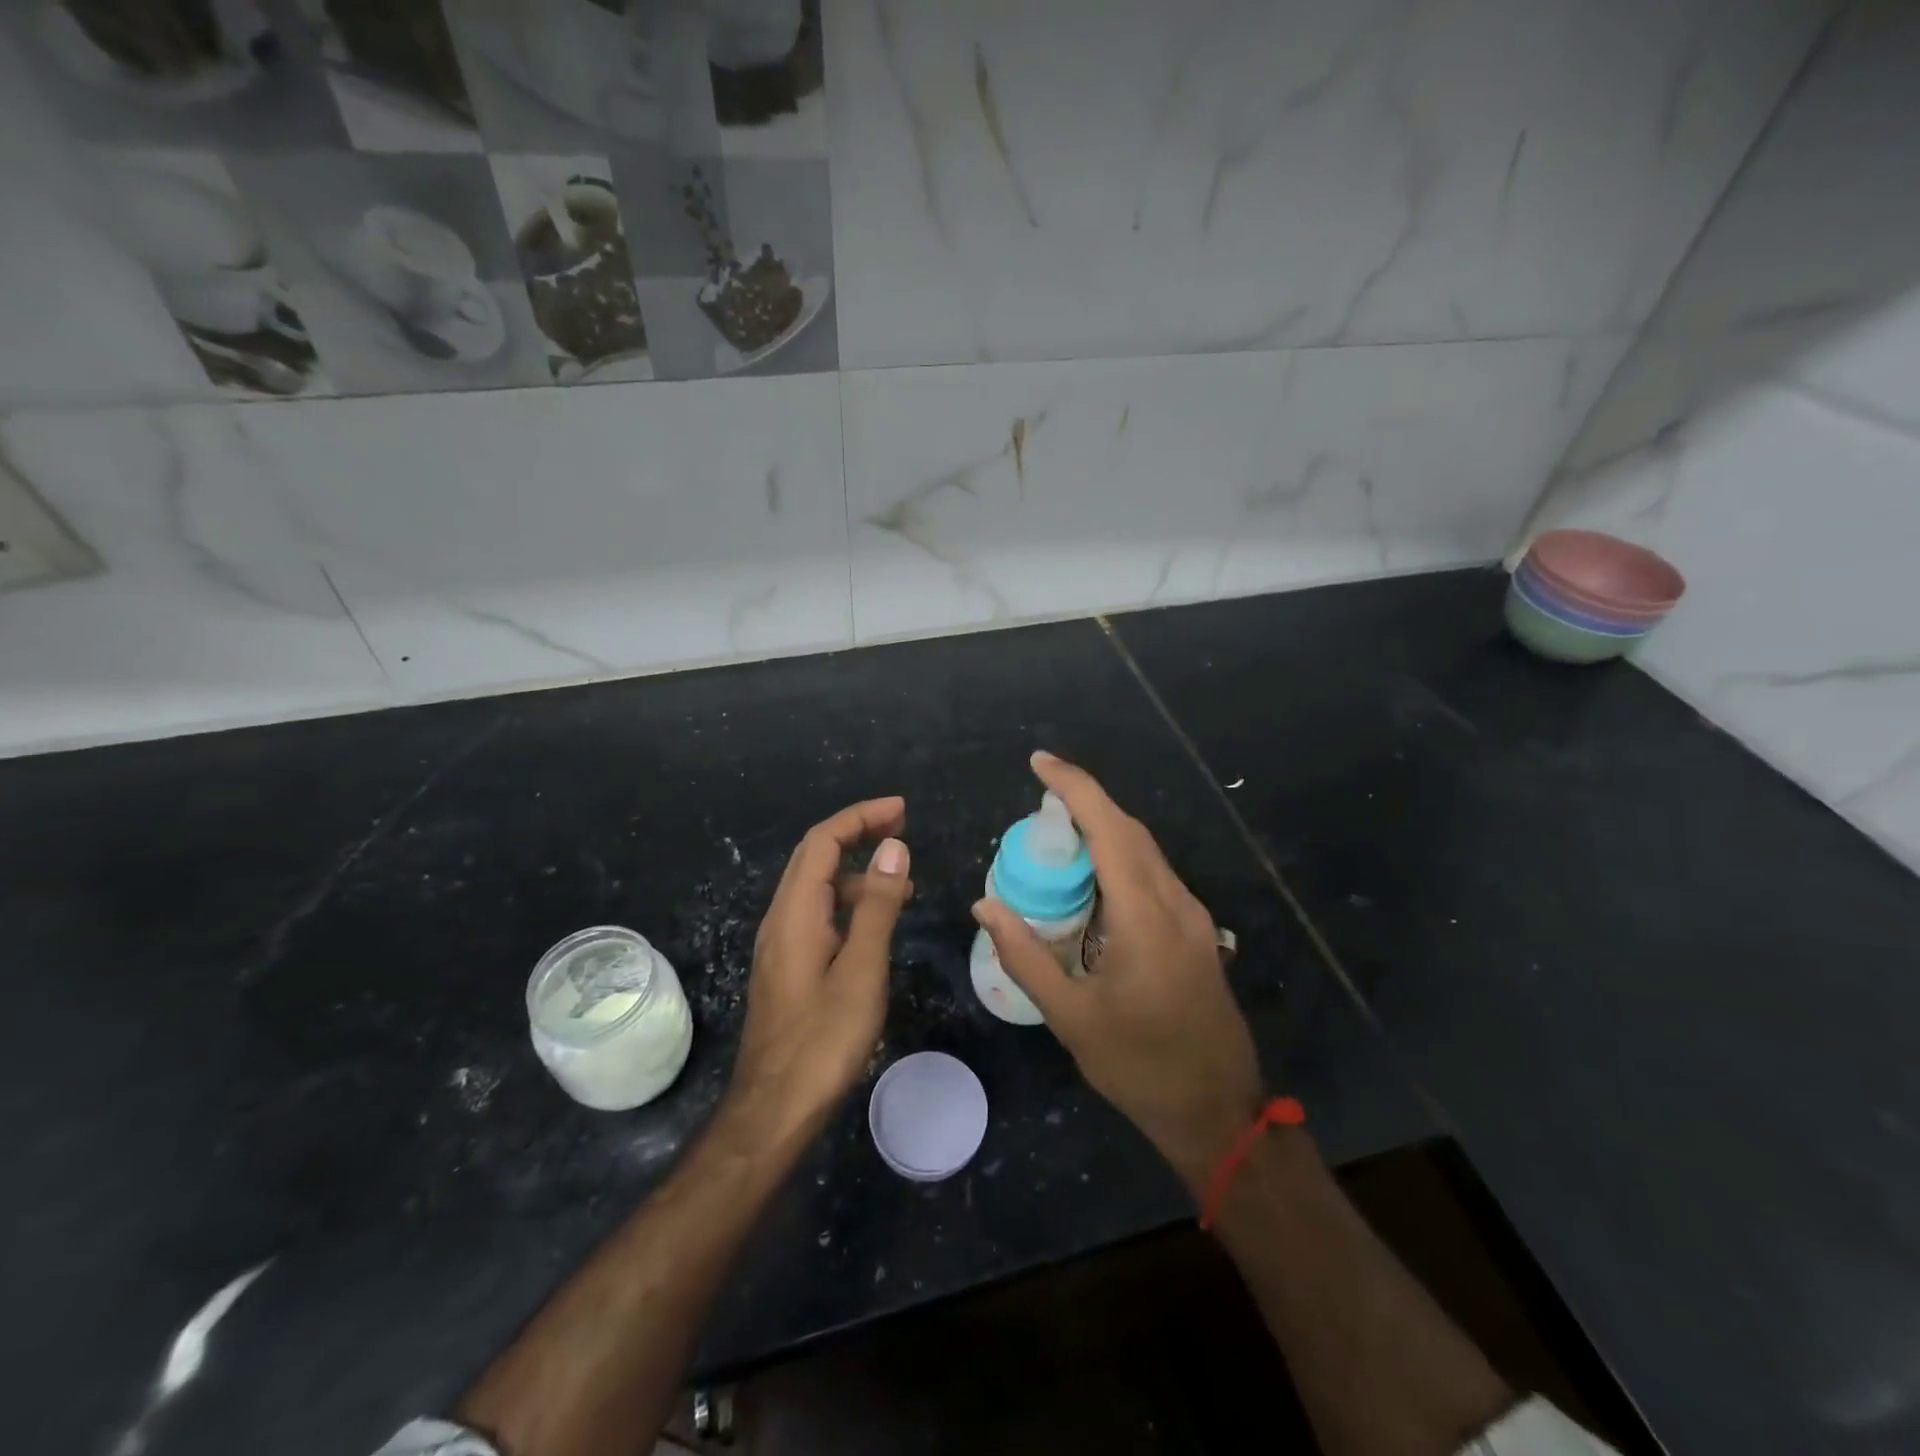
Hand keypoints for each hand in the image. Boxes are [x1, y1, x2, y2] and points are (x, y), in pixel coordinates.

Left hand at [728, 797, 911, 1147]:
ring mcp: (780, 944)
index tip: (901, 809)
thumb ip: (877, 905)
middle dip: (856, 832)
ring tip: (902, 881)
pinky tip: (875, 925)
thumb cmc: (823, 1040)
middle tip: (902, 826)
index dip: (860, 816)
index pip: (823, 841)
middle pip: (815, 856)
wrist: (774, 1109)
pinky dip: (848, 902)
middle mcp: (781, 918)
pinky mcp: (787, 967)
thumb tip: (893, 847)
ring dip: (855, 871)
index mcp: (796, 912)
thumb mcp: (862, 969)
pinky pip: (817, 914)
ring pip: (816, 886)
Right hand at [973, 754, 1264, 1191]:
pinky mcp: (1196, 931)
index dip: (1074, 786)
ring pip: (1146, 850)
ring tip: (1057, 838)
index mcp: (1145, 917)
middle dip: (1085, 803)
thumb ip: (1025, 956)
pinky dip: (1120, 859)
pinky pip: (1154, 875)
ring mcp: (1192, 917)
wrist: (1219, 1111)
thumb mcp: (1071, 1017)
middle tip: (1038, 805)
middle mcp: (1175, 903)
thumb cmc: (1139, 1066)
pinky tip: (1093, 882)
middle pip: (1130, 830)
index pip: (1109, 829)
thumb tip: (985, 905)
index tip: (1039, 762)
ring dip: (1104, 830)